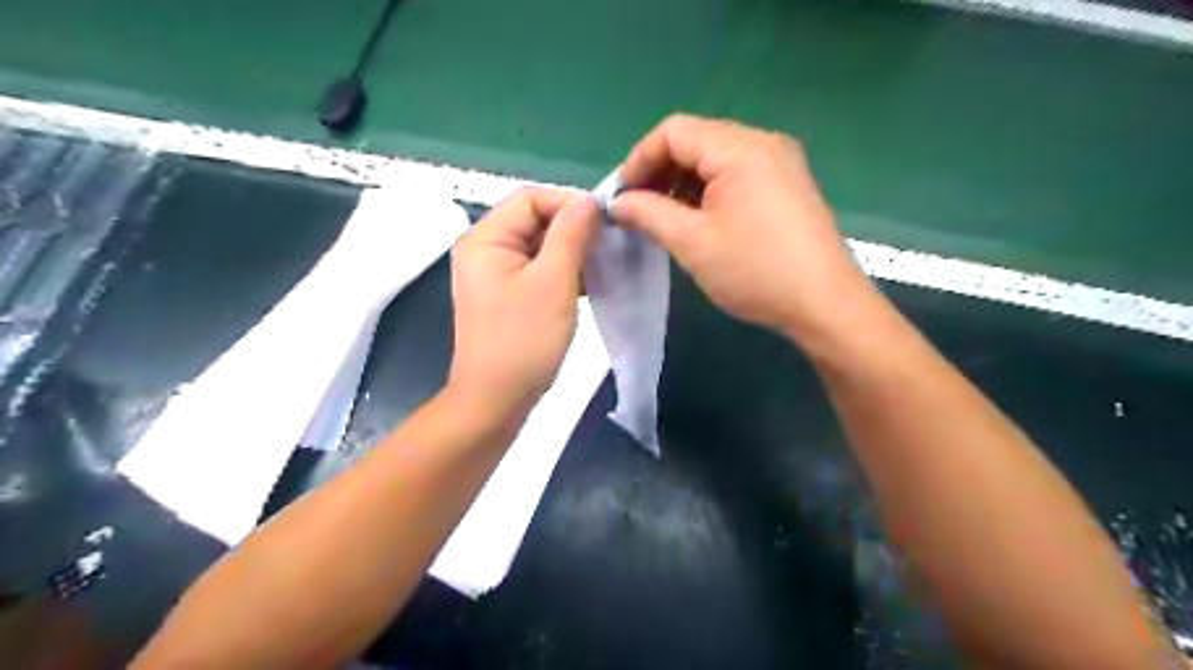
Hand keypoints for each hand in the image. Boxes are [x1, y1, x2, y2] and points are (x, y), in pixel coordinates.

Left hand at [446, 187, 600, 421]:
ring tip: (601, 266)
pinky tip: (587, 284)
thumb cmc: (524, 339)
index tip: (605, 225)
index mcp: (485, 238)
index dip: (569, 204)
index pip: (531, 198)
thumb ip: (571, 233)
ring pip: (540, 246)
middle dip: (573, 229)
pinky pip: (538, 270)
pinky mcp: (507, 295)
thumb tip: (589, 201)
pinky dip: (562, 272)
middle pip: (534, 220)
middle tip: (608, 247)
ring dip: (571, 252)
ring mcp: (494, 274)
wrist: (497, 399)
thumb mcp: (554, 281)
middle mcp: (485, 249)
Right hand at [614, 112, 872, 341]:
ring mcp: (780, 163)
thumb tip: (618, 203)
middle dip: (659, 171)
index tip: (621, 197)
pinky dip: (708, 190)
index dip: (639, 160)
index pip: (673, 131)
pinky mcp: (788, 184)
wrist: (825, 304)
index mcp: (739, 148)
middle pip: (695, 140)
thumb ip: (648, 214)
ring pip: (715, 158)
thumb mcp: (692, 242)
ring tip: (664, 219)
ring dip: (682, 182)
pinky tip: (697, 221)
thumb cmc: (755, 271)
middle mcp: (763, 143)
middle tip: (638, 210)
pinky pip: (737, 174)